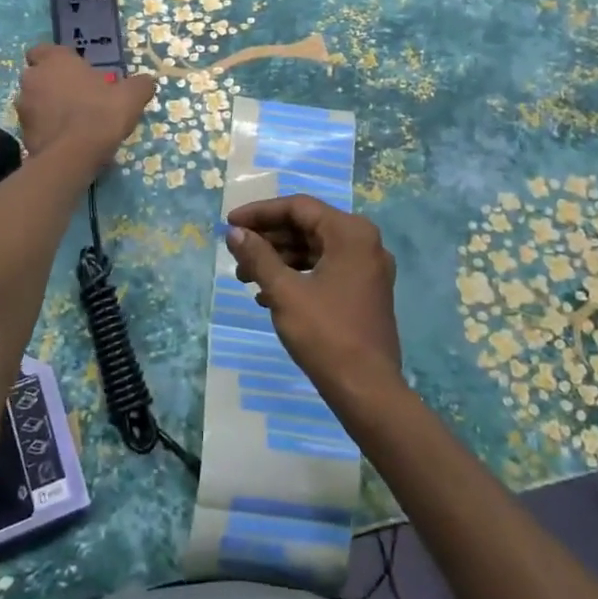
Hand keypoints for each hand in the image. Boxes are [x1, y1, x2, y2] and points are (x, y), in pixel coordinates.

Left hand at [15, 45, 156, 164]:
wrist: (73, 155)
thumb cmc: (101, 114)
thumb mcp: (131, 97)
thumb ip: (139, 85)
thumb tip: (147, 81)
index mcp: (55, 60)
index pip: (44, 50)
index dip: (57, 60)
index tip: (74, 72)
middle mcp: (33, 78)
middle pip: (38, 76)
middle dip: (51, 83)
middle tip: (76, 97)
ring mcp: (23, 106)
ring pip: (34, 101)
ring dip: (47, 107)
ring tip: (71, 121)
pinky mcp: (21, 132)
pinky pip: (34, 124)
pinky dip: (46, 128)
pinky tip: (65, 139)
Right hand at [225, 195, 401, 399]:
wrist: (367, 391)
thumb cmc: (326, 334)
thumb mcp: (284, 292)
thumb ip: (258, 256)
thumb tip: (235, 233)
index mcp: (350, 233)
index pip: (298, 207)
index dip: (260, 213)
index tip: (229, 224)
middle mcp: (364, 243)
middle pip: (306, 226)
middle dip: (268, 239)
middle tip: (235, 252)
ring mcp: (367, 269)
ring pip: (314, 249)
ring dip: (278, 259)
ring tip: (244, 278)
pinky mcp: (364, 291)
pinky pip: (324, 269)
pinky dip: (296, 276)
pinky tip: (266, 296)